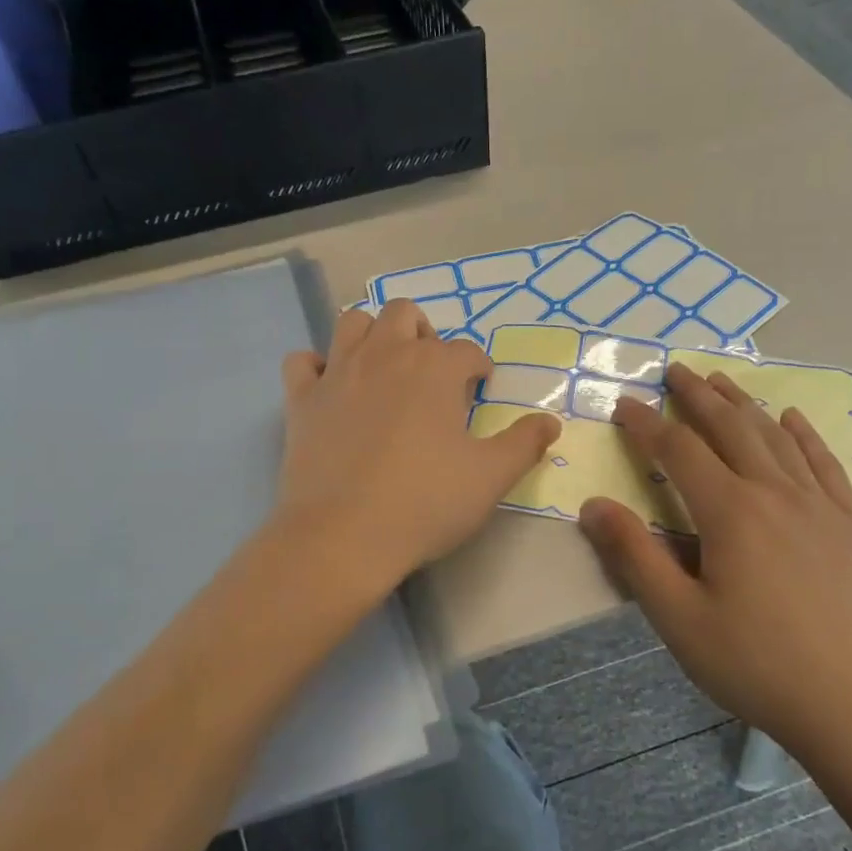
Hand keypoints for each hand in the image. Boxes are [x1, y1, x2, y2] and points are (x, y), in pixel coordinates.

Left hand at [275, 300, 561, 590]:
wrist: (343, 536)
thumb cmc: (425, 503)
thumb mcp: (490, 478)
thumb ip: (524, 444)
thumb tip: (549, 422)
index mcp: (434, 368)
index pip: (466, 351)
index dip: (479, 367)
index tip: (481, 388)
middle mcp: (385, 355)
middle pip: (405, 314)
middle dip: (424, 334)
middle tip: (432, 372)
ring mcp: (337, 373)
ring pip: (353, 322)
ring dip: (372, 335)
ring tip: (384, 368)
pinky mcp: (301, 400)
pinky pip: (303, 361)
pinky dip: (317, 367)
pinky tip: (331, 388)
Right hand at [578, 365, 851, 783]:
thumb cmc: (756, 664)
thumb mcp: (678, 618)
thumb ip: (634, 556)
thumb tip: (594, 505)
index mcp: (731, 512)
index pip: (679, 451)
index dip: (647, 424)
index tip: (624, 404)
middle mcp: (776, 494)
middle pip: (731, 428)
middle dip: (698, 396)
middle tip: (674, 370)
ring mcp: (819, 506)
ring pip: (776, 437)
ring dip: (744, 404)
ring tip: (722, 381)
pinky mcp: (849, 525)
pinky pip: (824, 463)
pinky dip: (803, 435)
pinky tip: (792, 419)